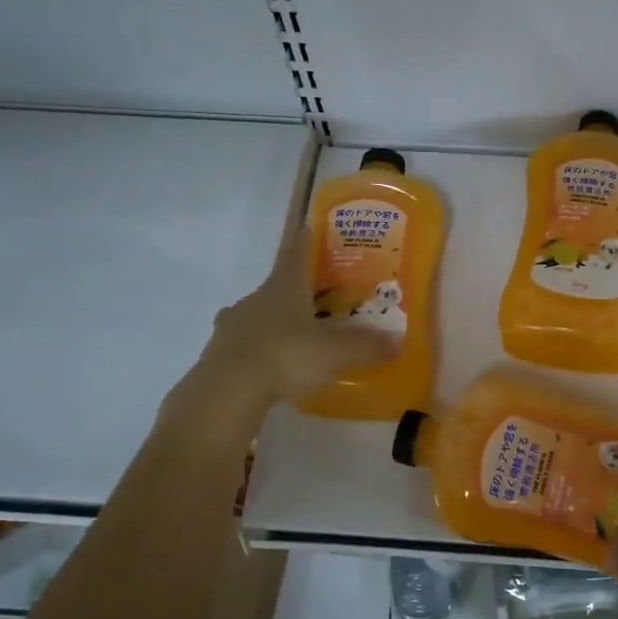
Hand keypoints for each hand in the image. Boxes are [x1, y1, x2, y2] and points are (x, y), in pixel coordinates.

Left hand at [198, 229, 397, 405]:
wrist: (227, 391)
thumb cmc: (285, 356)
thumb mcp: (335, 352)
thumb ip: (366, 346)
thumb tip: (398, 341)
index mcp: (284, 288)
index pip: (297, 255)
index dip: (306, 242)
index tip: (308, 227)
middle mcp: (256, 299)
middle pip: (278, 287)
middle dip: (296, 290)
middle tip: (316, 297)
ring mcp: (233, 325)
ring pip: (258, 314)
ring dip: (274, 320)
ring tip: (293, 334)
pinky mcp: (219, 353)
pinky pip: (244, 343)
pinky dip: (258, 348)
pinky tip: (268, 362)